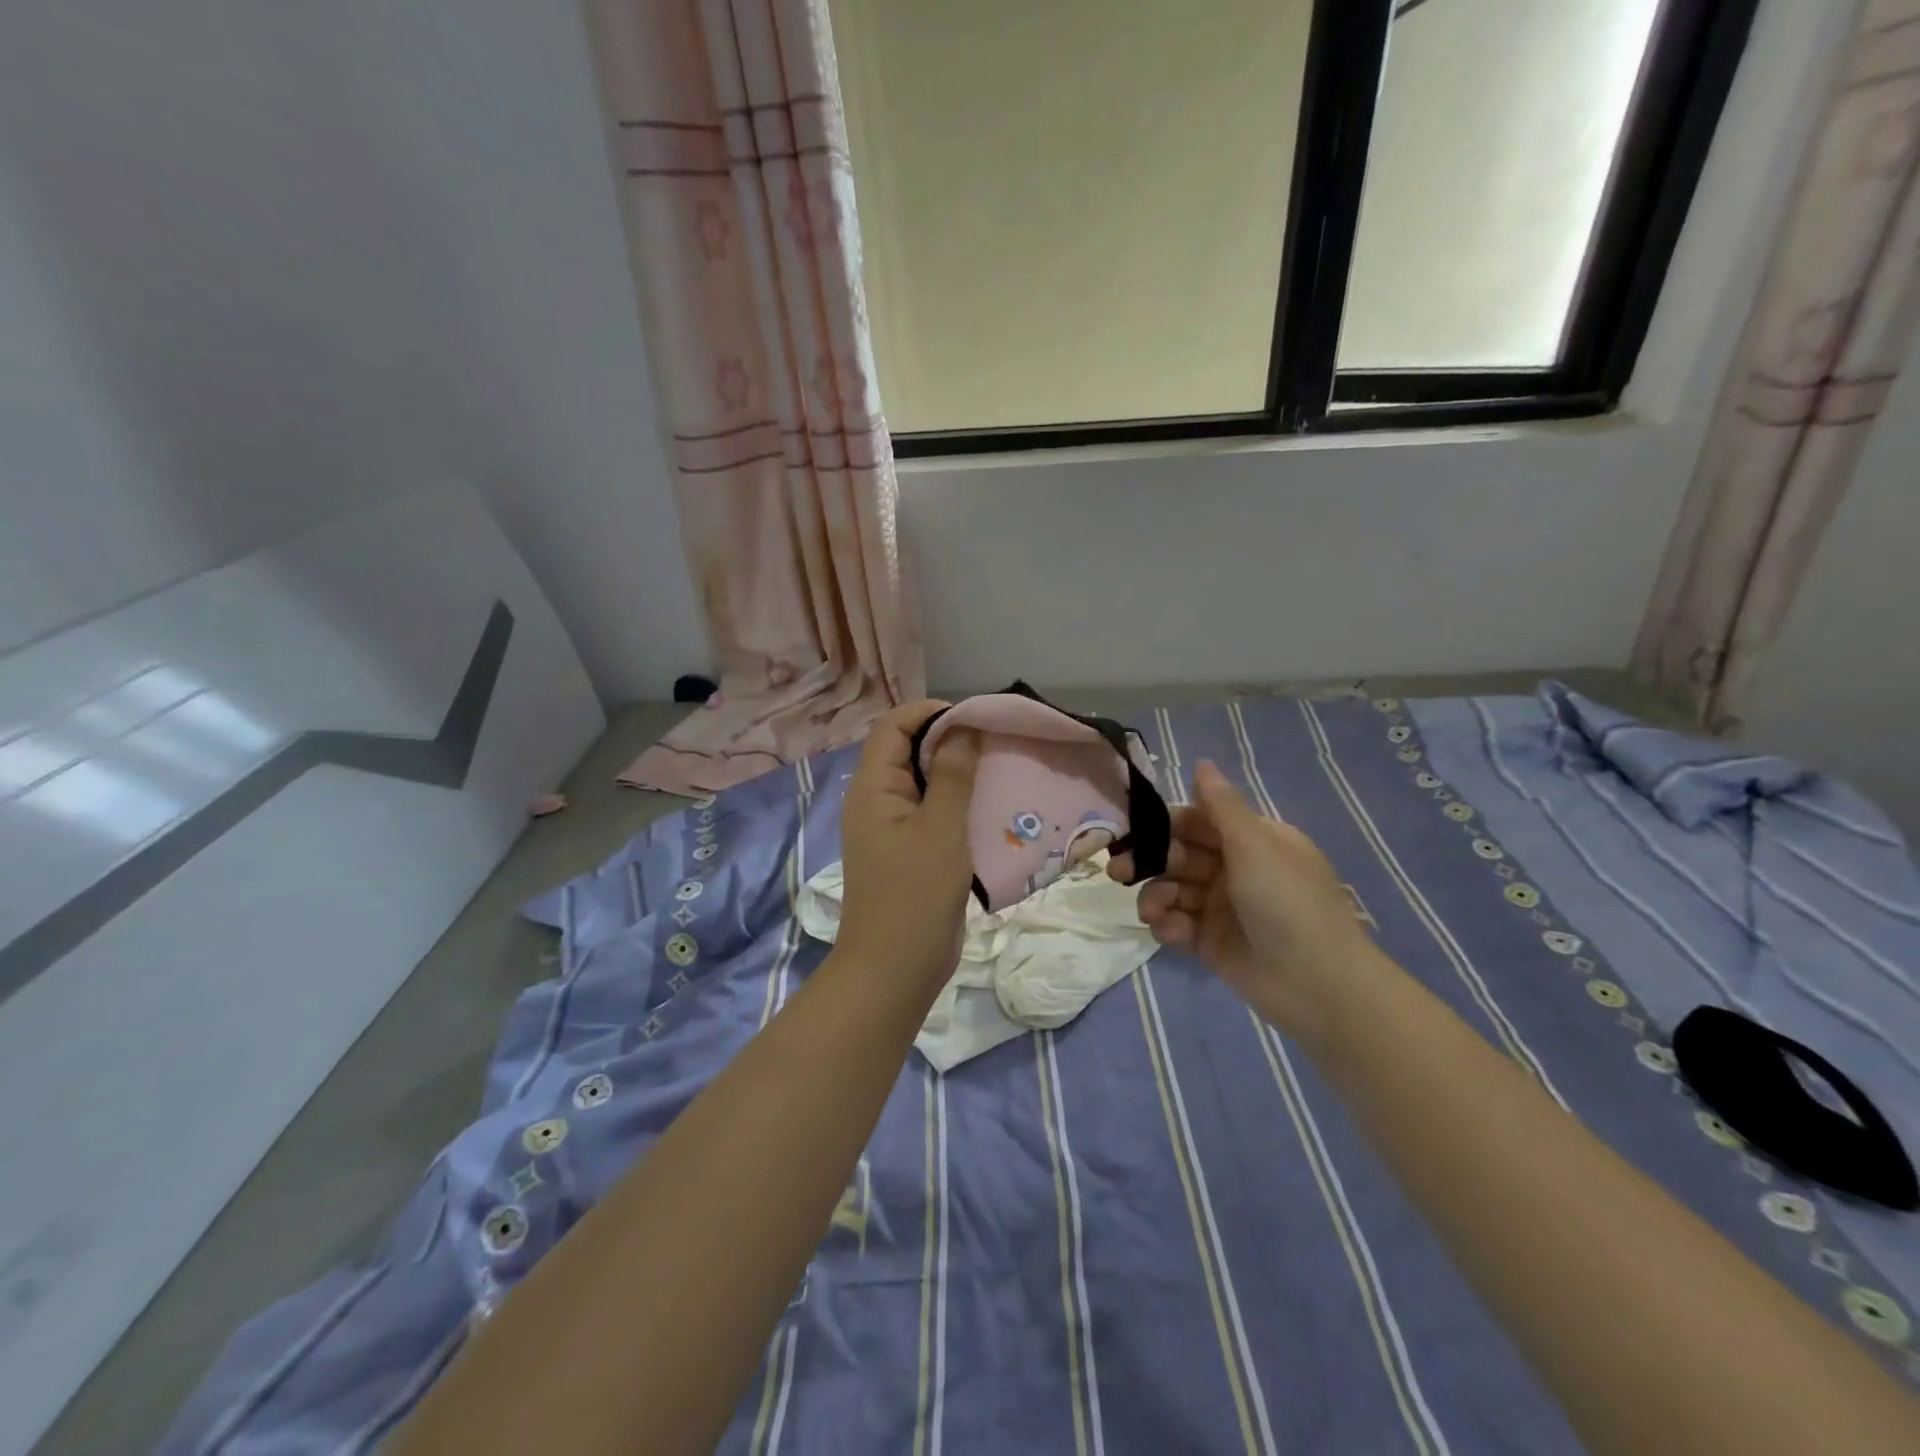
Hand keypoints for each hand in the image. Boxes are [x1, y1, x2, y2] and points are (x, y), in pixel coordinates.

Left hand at [836, 701, 980, 986]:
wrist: (896, 969)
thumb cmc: (915, 895)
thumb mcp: (940, 829)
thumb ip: (951, 775)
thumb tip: (963, 728)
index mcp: (873, 787)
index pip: (893, 726)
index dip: (930, 713)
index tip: (974, 717)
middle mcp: (878, 801)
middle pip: (909, 750)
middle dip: (950, 740)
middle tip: (995, 742)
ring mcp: (894, 828)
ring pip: (925, 783)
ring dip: (959, 773)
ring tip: (999, 768)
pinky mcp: (911, 851)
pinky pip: (934, 813)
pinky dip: (960, 804)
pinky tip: (992, 807)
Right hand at [1110, 760, 1377, 1034]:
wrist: (1318, 985)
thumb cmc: (1288, 902)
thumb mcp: (1255, 845)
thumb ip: (1221, 806)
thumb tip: (1202, 762)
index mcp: (1252, 840)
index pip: (1197, 821)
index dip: (1164, 825)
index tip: (1130, 830)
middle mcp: (1235, 869)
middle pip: (1179, 855)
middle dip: (1149, 861)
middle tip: (1120, 872)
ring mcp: (1222, 907)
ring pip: (1173, 890)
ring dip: (1156, 896)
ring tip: (1151, 912)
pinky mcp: (1211, 942)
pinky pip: (1178, 924)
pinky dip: (1167, 925)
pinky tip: (1169, 932)